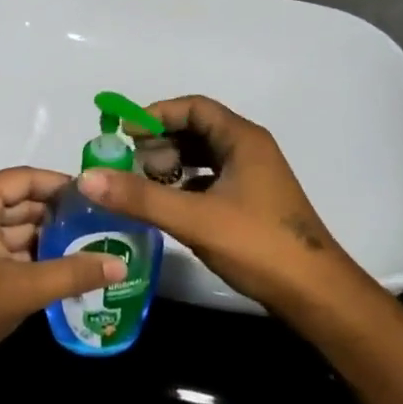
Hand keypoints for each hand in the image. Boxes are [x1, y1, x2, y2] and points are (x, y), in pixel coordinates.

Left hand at [0, 167, 125, 377]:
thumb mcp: (20, 290)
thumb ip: (71, 274)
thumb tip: (121, 264)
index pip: (25, 179)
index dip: (63, 186)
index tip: (101, 197)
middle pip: (22, 200)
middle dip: (60, 214)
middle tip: (104, 223)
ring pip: (15, 225)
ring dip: (48, 236)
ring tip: (94, 243)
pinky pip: (5, 244)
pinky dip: (31, 253)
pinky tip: (65, 264)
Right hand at [79, 96, 363, 314]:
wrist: (316, 295)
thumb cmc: (258, 245)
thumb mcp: (194, 218)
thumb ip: (139, 197)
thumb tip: (87, 177)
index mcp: (243, 140)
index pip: (193, 108)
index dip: (155, 115)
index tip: (123, 134)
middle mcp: (250, 150)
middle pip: (196, 130)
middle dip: (159, 143)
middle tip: (128, 165)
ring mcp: (253, 178)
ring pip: (203, 157)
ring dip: (170, 165)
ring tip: (141, 185)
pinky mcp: (252, 203)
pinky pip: (210, 180)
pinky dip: (184, 186)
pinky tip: (166, 206)